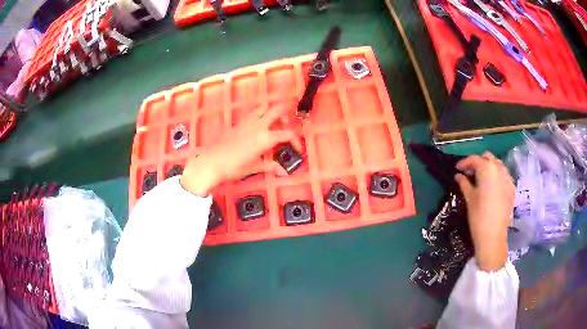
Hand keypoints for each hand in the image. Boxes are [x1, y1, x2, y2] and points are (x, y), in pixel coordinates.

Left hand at [180, 105, 300, 195]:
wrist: (210, 162)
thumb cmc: (233, 167)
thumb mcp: (253, 167)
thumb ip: (269, 166)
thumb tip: (283, 172)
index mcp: (265, 138)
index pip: (287, 134)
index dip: (295, 141)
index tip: (297, 149)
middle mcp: (258, 125)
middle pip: (277, 110)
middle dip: (285, 116)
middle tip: (285, 127)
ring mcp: (247, 121)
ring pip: (263, 107)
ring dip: (271, 112)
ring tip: (271, 124)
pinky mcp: (237, 123)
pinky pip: (252, 113)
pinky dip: (259, 115)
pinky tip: (256, 127)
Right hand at [455, 152, 514, 271]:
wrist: (493, 237)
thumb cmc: (479, 217)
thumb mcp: (469, 199)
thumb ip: (464, 184)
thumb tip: (458, 176)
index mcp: (487, 169)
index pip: (474, 159)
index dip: (464, 162)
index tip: (457, 169)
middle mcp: (499, 169)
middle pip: (488, 158)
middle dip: (478, 162)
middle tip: (469, 173)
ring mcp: (507, 178)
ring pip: (497, 164)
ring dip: (489, 167)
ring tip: (481, 178)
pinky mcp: (512, 188)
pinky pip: (504, 175)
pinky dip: (497, 176)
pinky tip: (492, 186)